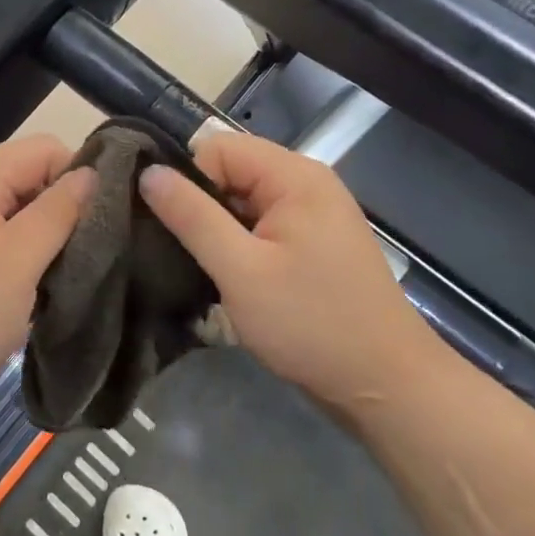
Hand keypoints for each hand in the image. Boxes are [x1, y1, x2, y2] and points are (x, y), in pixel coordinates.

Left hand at [0, 135, 92, 410]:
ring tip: (78, 275)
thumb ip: (56, 213)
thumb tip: (94, 172)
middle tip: (98, 254)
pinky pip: (9, 247)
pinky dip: (31, 264)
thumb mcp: (13, 263)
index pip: (46, 150)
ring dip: (52, 243)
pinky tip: (48, 291)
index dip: (80, 176)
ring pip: (25, 218)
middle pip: (35, 181)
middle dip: (68, 212)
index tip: (107, 220)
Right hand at [139, 130, 429, 409]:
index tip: (180, 231)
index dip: (190, 183)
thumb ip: (191, 216)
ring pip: (242, 203)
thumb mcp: (240, 270)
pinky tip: (232, 281)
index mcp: (294, 176)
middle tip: (187, 256)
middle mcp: (307, 184)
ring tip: (206, 272)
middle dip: (202, 209)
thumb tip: (148, 172)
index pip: (217, 149)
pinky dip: (240, 248)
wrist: (386, 386)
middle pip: (231, 173)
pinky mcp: (313, 245)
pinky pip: (261, 228)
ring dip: (219, 233)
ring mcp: (313, 215)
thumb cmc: (311, 323)